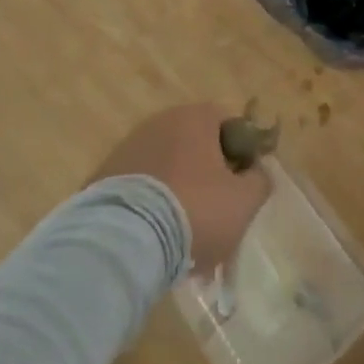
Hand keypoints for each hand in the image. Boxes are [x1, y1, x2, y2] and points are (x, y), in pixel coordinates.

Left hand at [91, 103, 270, 272]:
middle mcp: (161, 122)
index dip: (242, 155)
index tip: (242, 188)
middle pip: (196, 150)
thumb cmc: (194, 210)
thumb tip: (257, 172)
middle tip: (216, 223)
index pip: (229, 125)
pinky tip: (156, 246)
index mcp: (195, 117)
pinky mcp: (104, 177)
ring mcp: (129, 148)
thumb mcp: (244, 201)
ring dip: (179, 200)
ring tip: (185, 246)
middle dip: (208, 183)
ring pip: (168, 173)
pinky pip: (141, 191)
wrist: (124, 240)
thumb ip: (259, 181)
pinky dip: (151, 211)